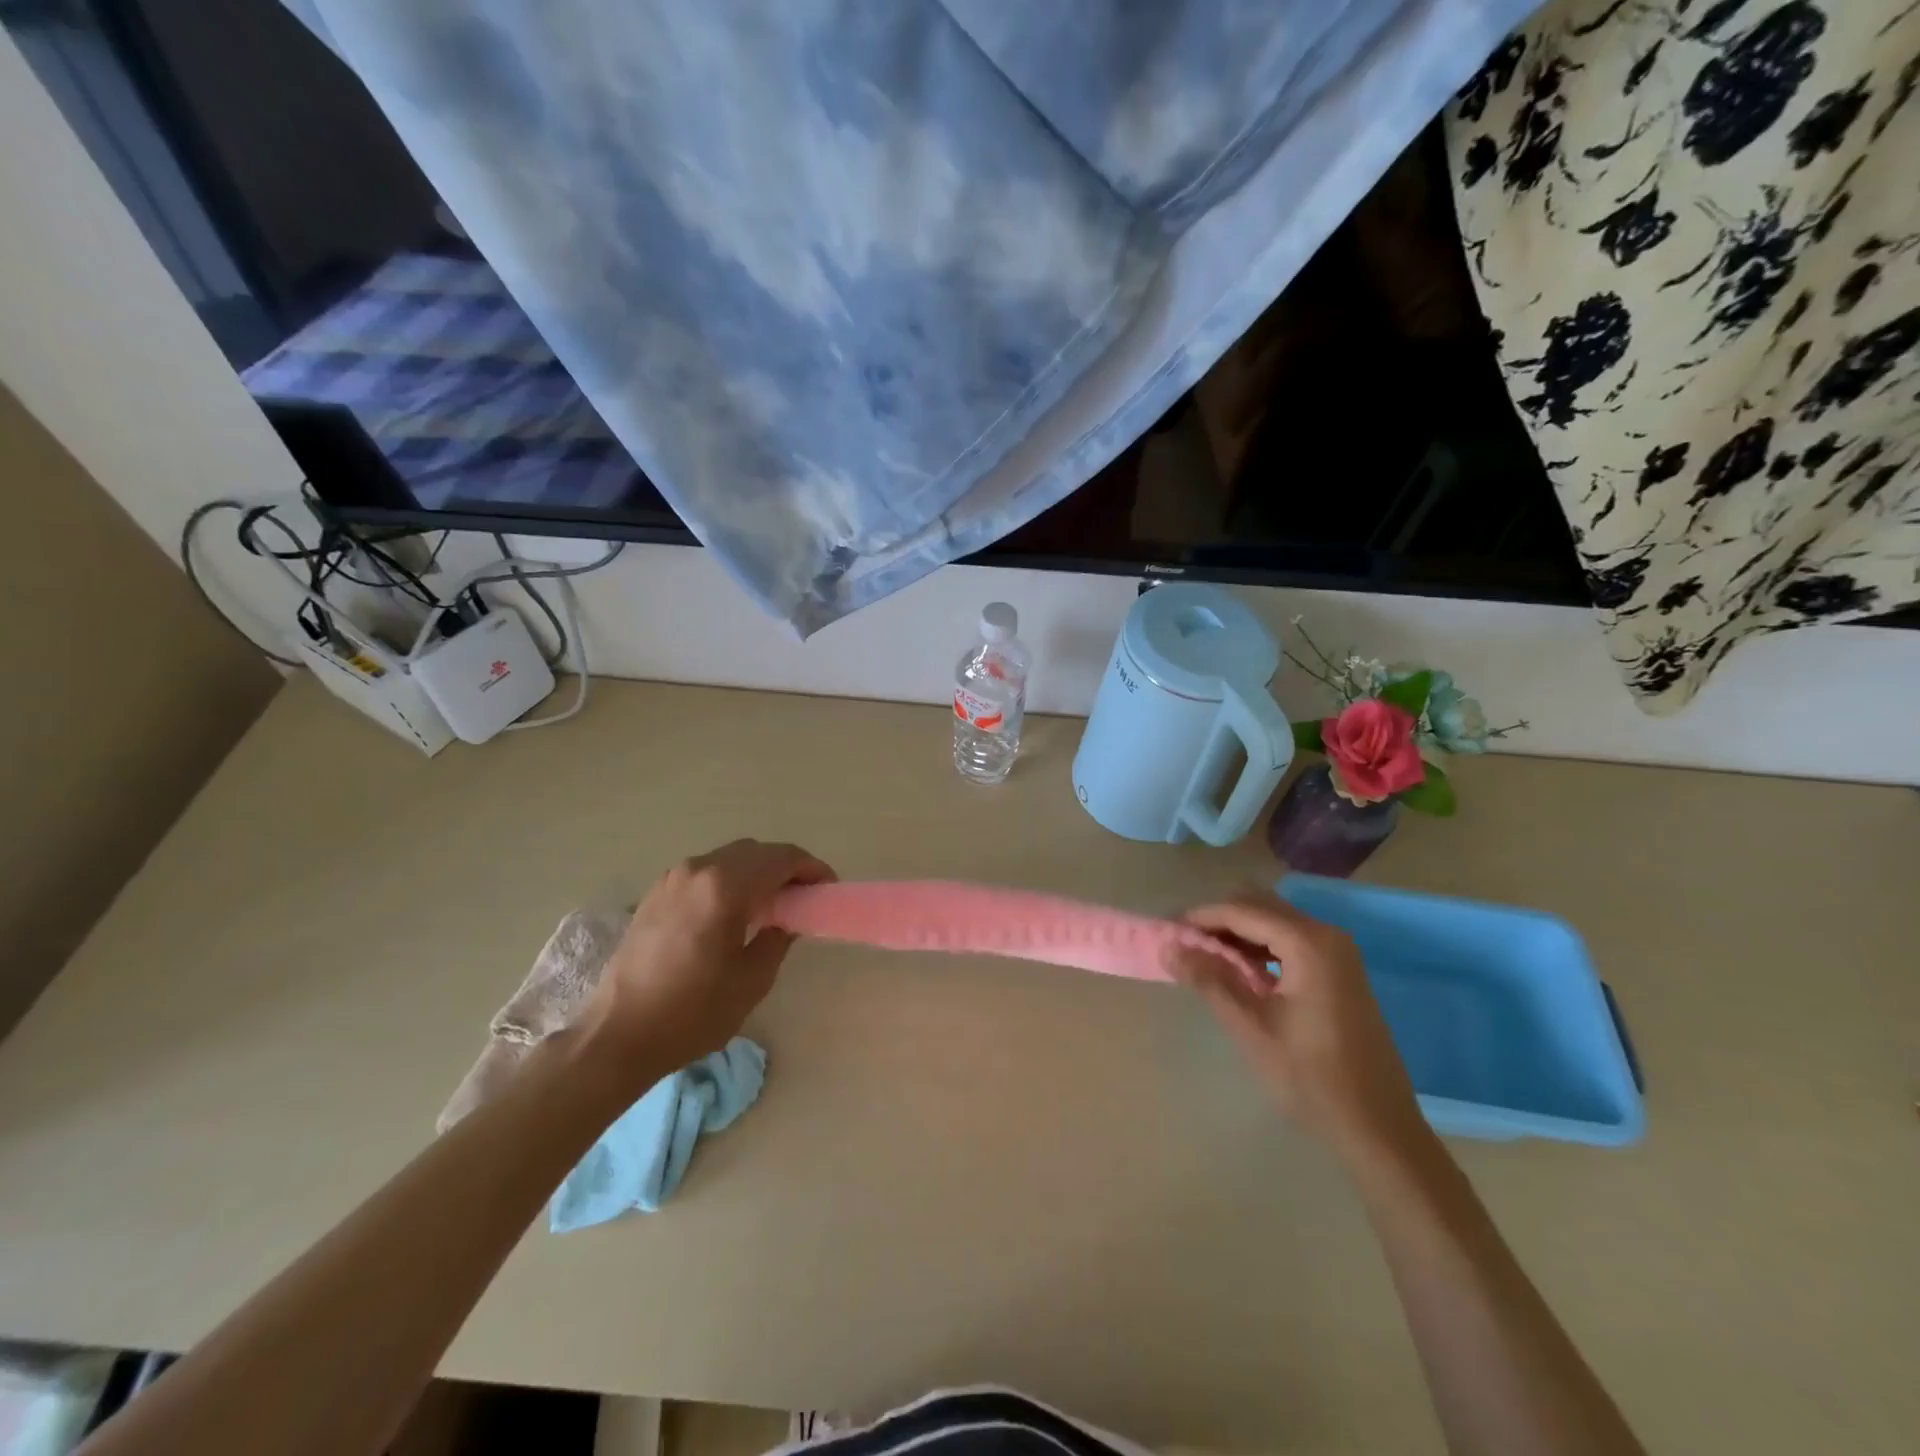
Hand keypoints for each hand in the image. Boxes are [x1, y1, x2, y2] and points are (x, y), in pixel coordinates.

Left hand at [581, 839, 834, 1081]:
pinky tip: (734, 911)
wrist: (617, 1035)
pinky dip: (729, 880)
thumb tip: (788, 919)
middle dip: (785, 867)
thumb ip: (778, 937)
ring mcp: (672, 879)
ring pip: (728, 859)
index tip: (827, 887)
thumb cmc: (692, 1012)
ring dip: (756, 872)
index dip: (811, 868)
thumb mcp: (752, 980)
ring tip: (772, 904)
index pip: (781, 858)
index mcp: (725, 887)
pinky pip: (705, 872)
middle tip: (804, 896)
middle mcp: (698, 870)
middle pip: (755, 852)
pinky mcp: (656, 894)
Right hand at [1165, 892, 1429, 1165]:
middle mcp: (1327, 935)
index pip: (1242, 911)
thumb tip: (1169, 946)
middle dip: (1218, 920)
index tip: (1166, 932)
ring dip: (1238, 933)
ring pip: (1274, 922)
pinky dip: (1260, 947)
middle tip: (1184, 946)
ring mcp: (1338, 953)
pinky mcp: (1340, 972)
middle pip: (1260, 906)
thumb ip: (1209, 979)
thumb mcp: (1252, 1028)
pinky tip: (1240, 974)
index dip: (1201, 918)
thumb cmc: (1311, 1078)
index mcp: (1309, 943)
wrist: (1379, 1128)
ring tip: (1204, 960)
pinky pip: (1290, 941)